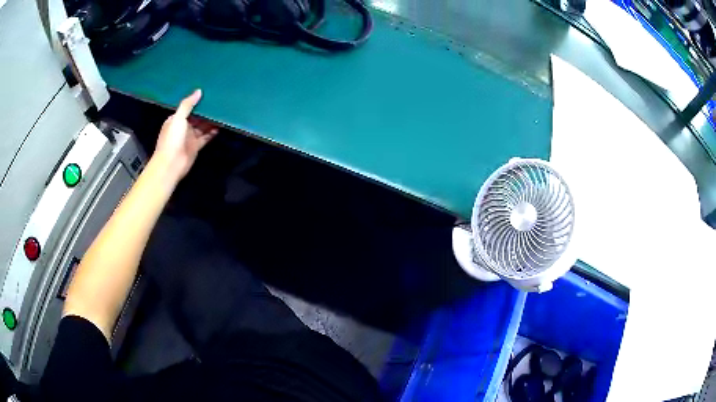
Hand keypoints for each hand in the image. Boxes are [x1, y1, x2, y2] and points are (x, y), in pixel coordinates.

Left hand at [153, 89, 217, 178]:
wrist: (171, 165)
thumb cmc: (171, 140)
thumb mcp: (178, 118)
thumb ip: (187, 105)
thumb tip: (199, 91)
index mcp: (176, 120)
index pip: (187, 108)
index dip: (197, 102)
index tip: (208, 94)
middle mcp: (183, 127)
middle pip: (196, 117)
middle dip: (205, 111)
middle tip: (218, 101)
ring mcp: (190, 137)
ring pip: (202, 126)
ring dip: (210, 121)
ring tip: (221, 112)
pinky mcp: (196, 146)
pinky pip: (206, 137)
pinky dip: (212, 132)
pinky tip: (220, 126)